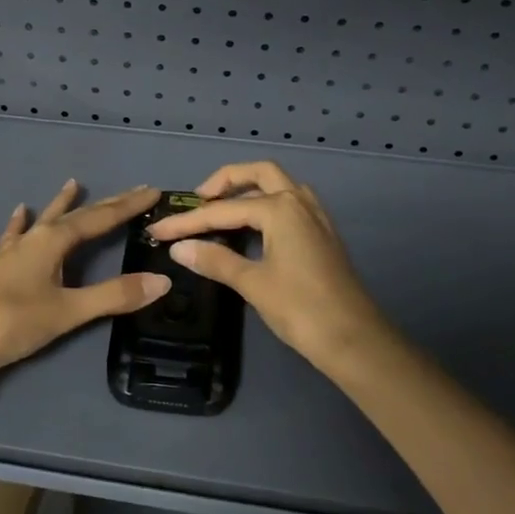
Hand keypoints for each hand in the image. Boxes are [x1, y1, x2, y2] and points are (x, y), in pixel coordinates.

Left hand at [0, 180, 170, 374]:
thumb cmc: (12, 322)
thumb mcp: (68, 311)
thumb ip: (113, 296)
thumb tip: (161, 282)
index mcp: (54, 241)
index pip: (100, 218)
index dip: (127, 207)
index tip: (153, 192)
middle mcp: (34, 237)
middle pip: (76, 215)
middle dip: (106, 204)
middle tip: (133, 190)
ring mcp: (13, 251)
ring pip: (45, 219)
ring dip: (63, 204)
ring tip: (73, 183)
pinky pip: (15, 235)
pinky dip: (22, 223)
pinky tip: (20, 212)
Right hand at [147, 162, 394, 375]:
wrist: (355, 340)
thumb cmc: (301, 309)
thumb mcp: (253, 284)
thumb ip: (215, 261)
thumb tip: (179, 248)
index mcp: (280, 208)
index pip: (223, 210)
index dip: (187, 221)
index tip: (158, 229)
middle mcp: (299, 201)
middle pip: (258, 173)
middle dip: (225, 181)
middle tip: (198, 201)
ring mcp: (315, 216)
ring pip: (278, 185)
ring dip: (248, 189)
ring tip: (221, 210)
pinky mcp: (322, 233)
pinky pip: (289, 203)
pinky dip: (265, 203)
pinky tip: (252, 227)